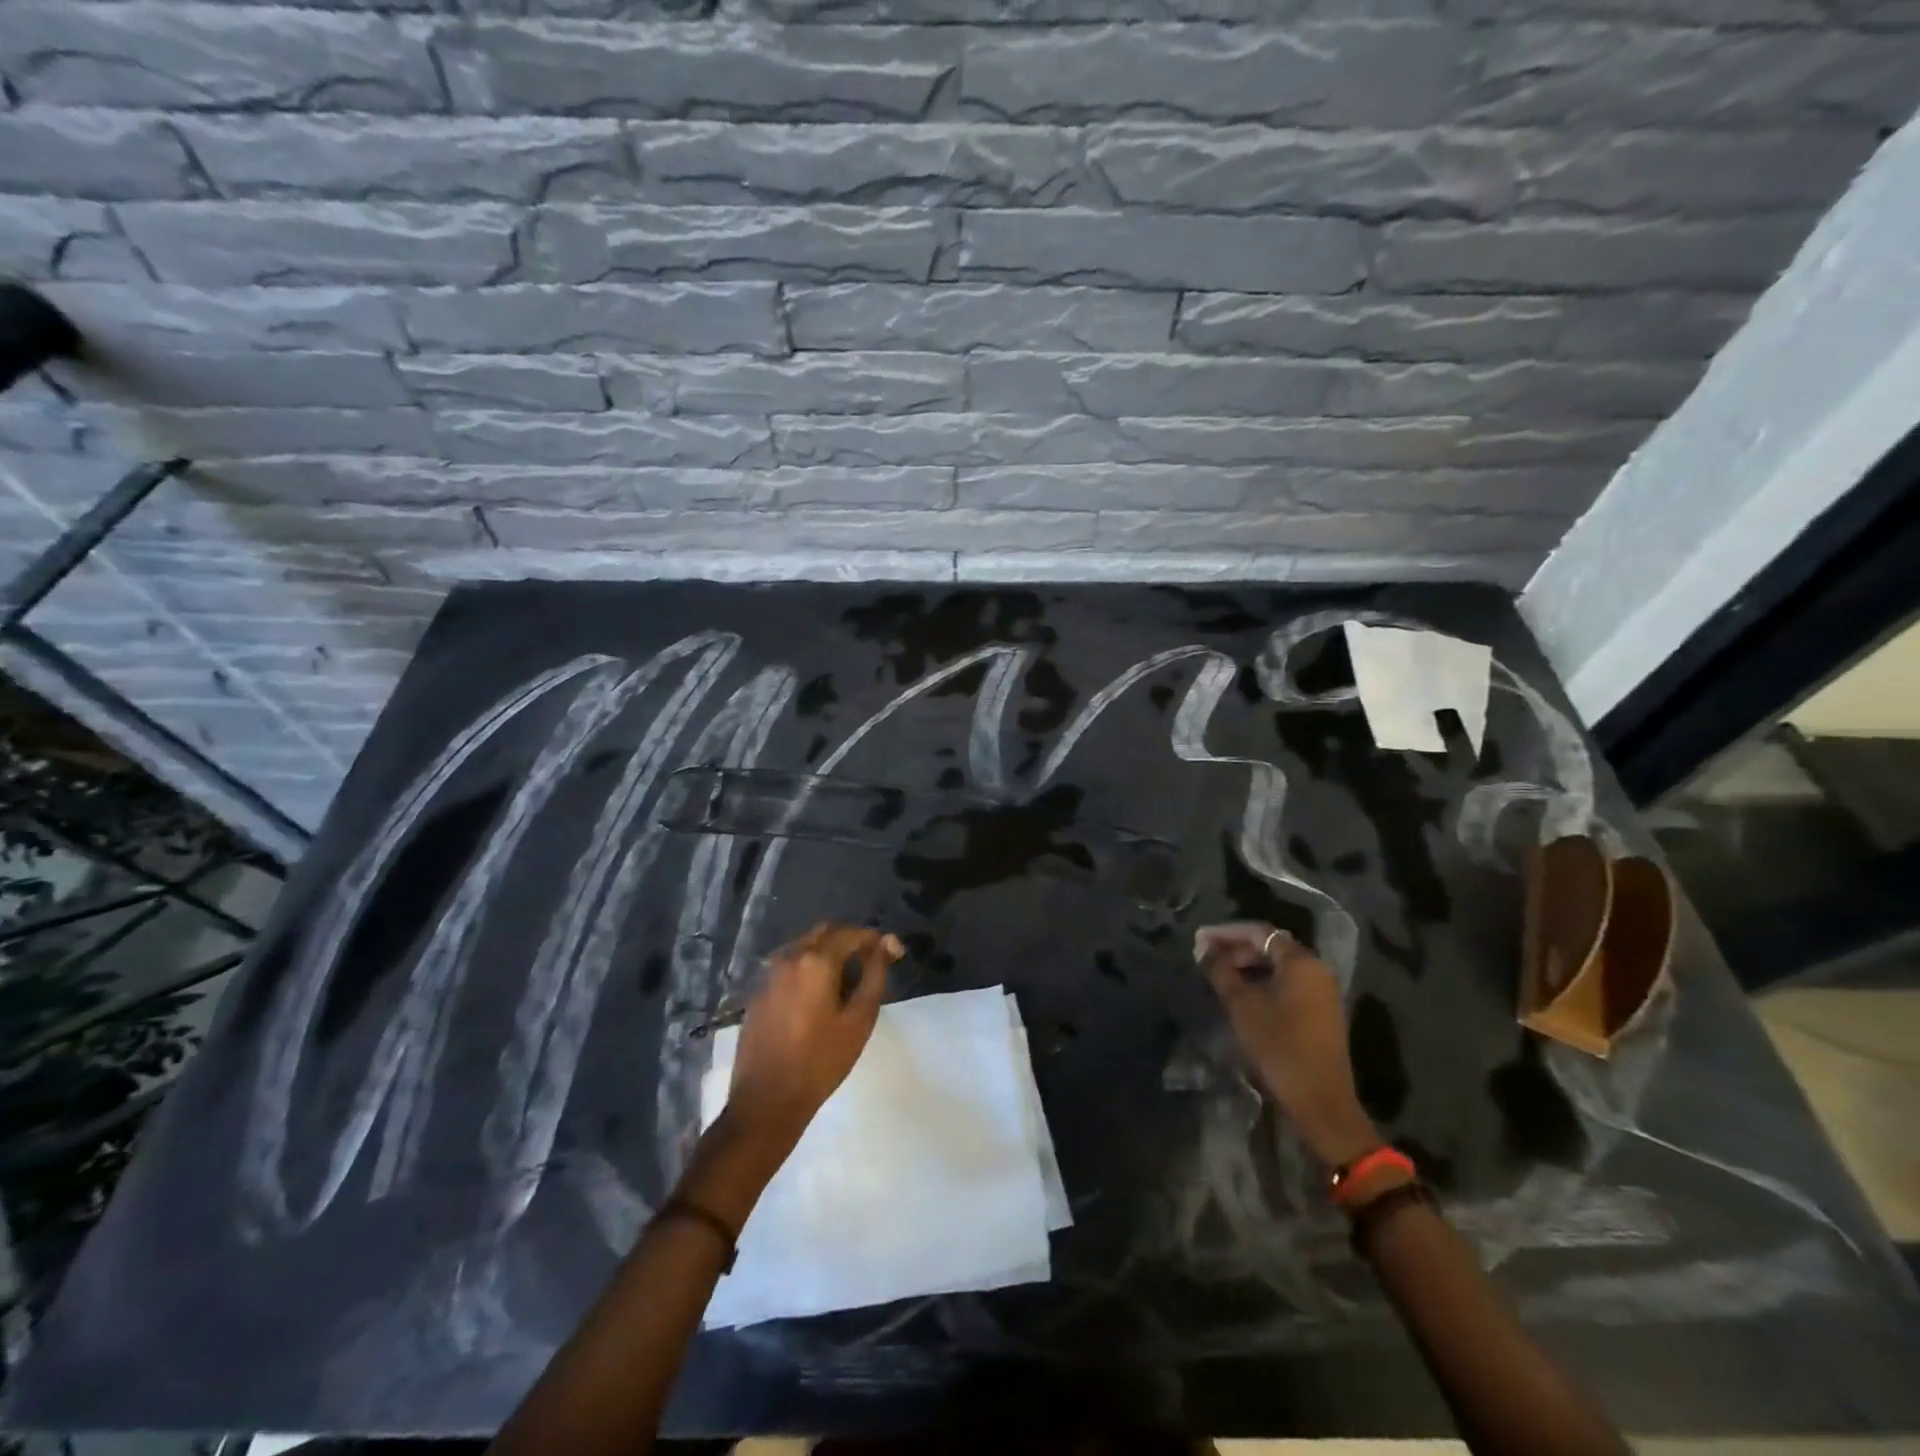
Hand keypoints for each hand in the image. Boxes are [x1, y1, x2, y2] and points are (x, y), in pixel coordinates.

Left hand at [727, 922, 902, 1148]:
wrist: (766, 1100)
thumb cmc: (821, 1061)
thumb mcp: (859, 1019)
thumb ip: (875, 974)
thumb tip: (888, 943)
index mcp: (816, 960)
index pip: (851, 933)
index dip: (875, 940)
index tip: (892, 953)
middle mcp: (789, 957)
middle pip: (825, 933)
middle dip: (849, 941)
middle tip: (869, 965)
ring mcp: (769, 974)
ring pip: (804, 947)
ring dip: (827, 953)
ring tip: (845, 983)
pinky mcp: (758, 992)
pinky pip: (788, 966)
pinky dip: (807, 969)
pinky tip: (817, 997)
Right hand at [1194, 922, 1379, 1166]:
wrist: (1319, 1099)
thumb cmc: (1277, 1044)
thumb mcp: (1241, 1004)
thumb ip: (1220, 969)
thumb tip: (1204, 947)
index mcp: (1300, 961)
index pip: (1259, 932)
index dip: (1226, 933)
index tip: (1200, 940)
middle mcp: (1317, 969)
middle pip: (1271, 947)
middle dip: (1237, 949)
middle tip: (1207, 958)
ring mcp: (1323, 991)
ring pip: (1280, 967)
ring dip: (1249, 966)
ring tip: (1220, 976)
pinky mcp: (1322, 1011)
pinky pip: (1289, 984)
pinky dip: (1264, 982)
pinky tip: (1243, 994)